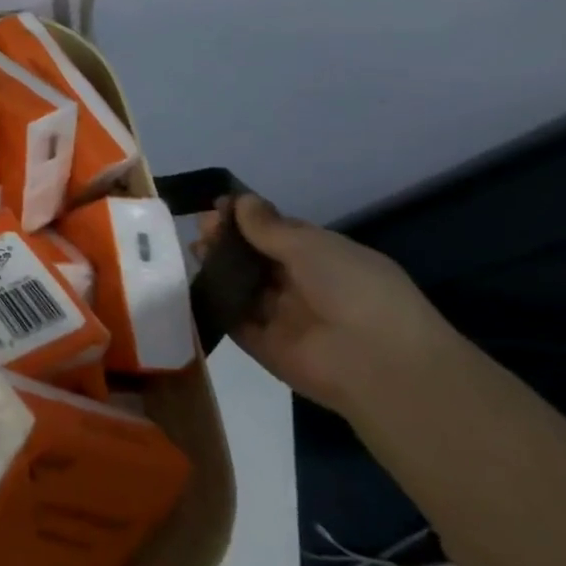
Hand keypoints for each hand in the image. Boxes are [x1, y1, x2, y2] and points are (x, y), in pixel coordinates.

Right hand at [207, 194, 452, 415]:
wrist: (377, 364)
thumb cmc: (354, 291)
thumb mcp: (313, 247)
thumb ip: (269, 226)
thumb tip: (241, 200)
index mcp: (324, 260)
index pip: (278, 234)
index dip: (248, 219)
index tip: (218, 207)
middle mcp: (303, 287)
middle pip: (255, 259)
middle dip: (227, 240)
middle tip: (201, 228)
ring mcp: (281, 317)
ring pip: (241, 286)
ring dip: (217, 267)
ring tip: (194, 250)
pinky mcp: (262, 344)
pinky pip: (232, 318)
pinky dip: (212, 301)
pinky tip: (189, 281)